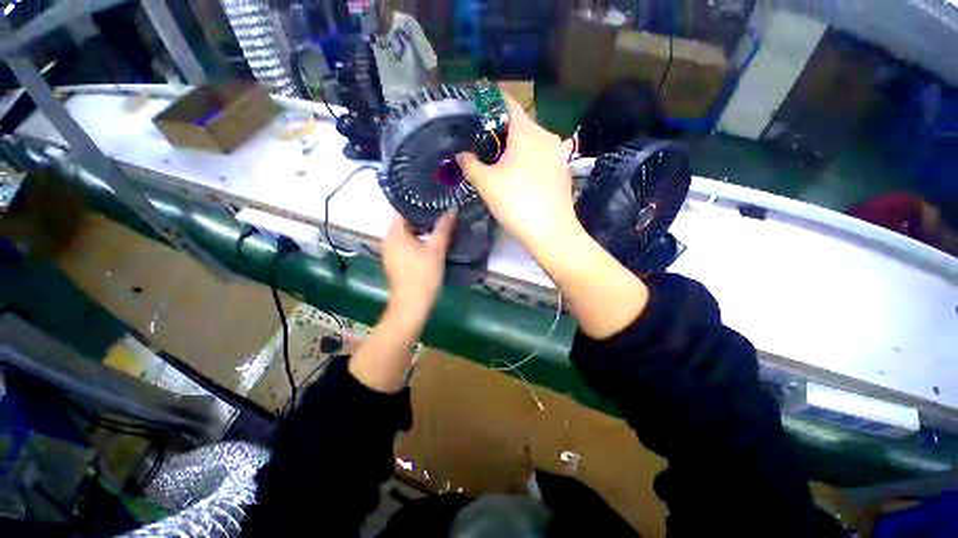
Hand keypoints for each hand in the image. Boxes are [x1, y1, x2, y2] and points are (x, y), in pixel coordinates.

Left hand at [381, 211, 455, 323]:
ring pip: (406, 233)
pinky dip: (417, 239)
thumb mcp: (436, 250)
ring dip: (420, 227)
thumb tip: (452, 208)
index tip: (433, 196)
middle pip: (404, 220)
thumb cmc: (423, 275)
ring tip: (439, 221)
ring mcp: (391, 252)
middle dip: (422, 214)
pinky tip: (431, 239)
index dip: (417, 201)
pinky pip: (406, 243)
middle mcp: (388, 239)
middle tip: (440, 207)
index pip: (402, 208)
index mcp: (395, 233)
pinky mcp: (395, 261)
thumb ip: (443, 228)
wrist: (411, 305)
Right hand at [457, 97, 576, 256]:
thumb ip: (470, 164)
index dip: (489, 105)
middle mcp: (546, 136)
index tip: (475, 115)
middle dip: (500, 132)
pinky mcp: (563, 170)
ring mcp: (558, 153)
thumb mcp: (486, 184)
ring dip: (515, 148)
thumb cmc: (516, 203)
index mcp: (526, 132)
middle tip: (482, 146)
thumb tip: (462, 154)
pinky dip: (528, 159)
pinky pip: (542, 156)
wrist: (551, 232)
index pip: (506, 104)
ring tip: (499, 162)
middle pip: (520, 124)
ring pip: (532, 142)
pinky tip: (520, 176)